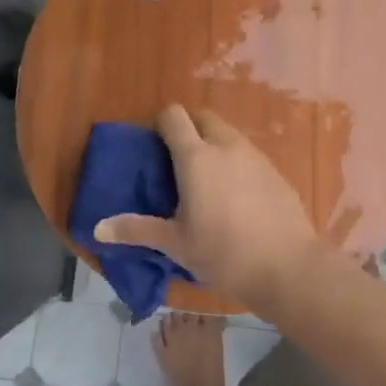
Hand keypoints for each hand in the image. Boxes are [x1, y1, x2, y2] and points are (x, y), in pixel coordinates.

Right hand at [93, 105, 318, 308]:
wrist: (288, 268)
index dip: (160, 123)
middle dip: (188, 127)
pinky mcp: (276, 172)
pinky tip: (235, 195)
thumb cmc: (224, 254)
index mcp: (196, 157)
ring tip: (205, 178)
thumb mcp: (176, 244)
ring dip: (213, 142)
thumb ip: (137, 230)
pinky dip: (236, 161)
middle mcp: (226, 147)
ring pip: (229, 133)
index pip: (174, 117)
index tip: (153, 145)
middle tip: (176, 159)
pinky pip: (249, 154)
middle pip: (203, 116)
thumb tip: (97, 229)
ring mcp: (256, 157)